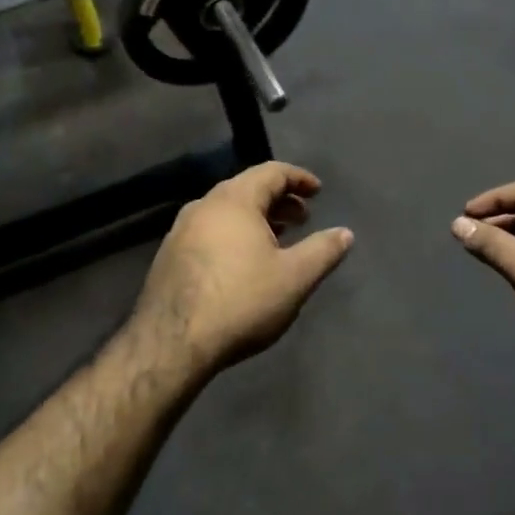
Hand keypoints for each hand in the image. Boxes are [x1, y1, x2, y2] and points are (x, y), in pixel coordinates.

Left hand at [132, 162, 353, 377]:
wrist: (172, 343)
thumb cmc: (241, 301)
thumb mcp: (294, 277)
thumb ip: (323, 250)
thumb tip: (345, 233)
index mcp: (234, 200)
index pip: (271, 171)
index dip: (299, 178)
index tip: (318, 192)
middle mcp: (203, 205)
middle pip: (247, 188)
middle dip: (279, 199)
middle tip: (303, 218)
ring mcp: (180, 230)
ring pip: (226, 211)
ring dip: (256, 218)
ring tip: (278, 240)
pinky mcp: (169, 256)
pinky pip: (209, 231)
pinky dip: (234, 234)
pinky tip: (244, 263)